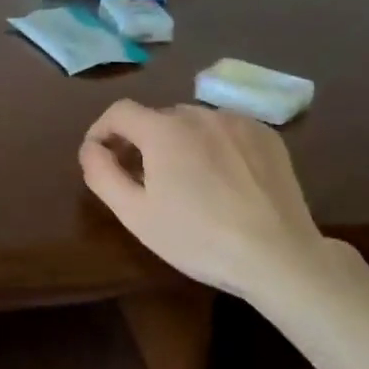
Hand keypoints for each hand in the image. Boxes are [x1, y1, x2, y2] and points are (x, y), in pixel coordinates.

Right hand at [80, 100, 332, 300]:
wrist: (278, 256)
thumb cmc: (198, 238)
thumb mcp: (135, 214)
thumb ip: (102, 174)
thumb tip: (90, 148)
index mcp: (163, 130)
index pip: (119, 112)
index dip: (102, 130)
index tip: (101, 157)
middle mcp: (199, 113)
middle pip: (157, 118)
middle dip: (142, 141)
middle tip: (145, 179)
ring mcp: (238, 121)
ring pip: (194, 123)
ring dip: (180, 143)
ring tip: (188, 181)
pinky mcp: (267, 134)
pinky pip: (227, 130)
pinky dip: (215, 145)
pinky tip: (224, 180)